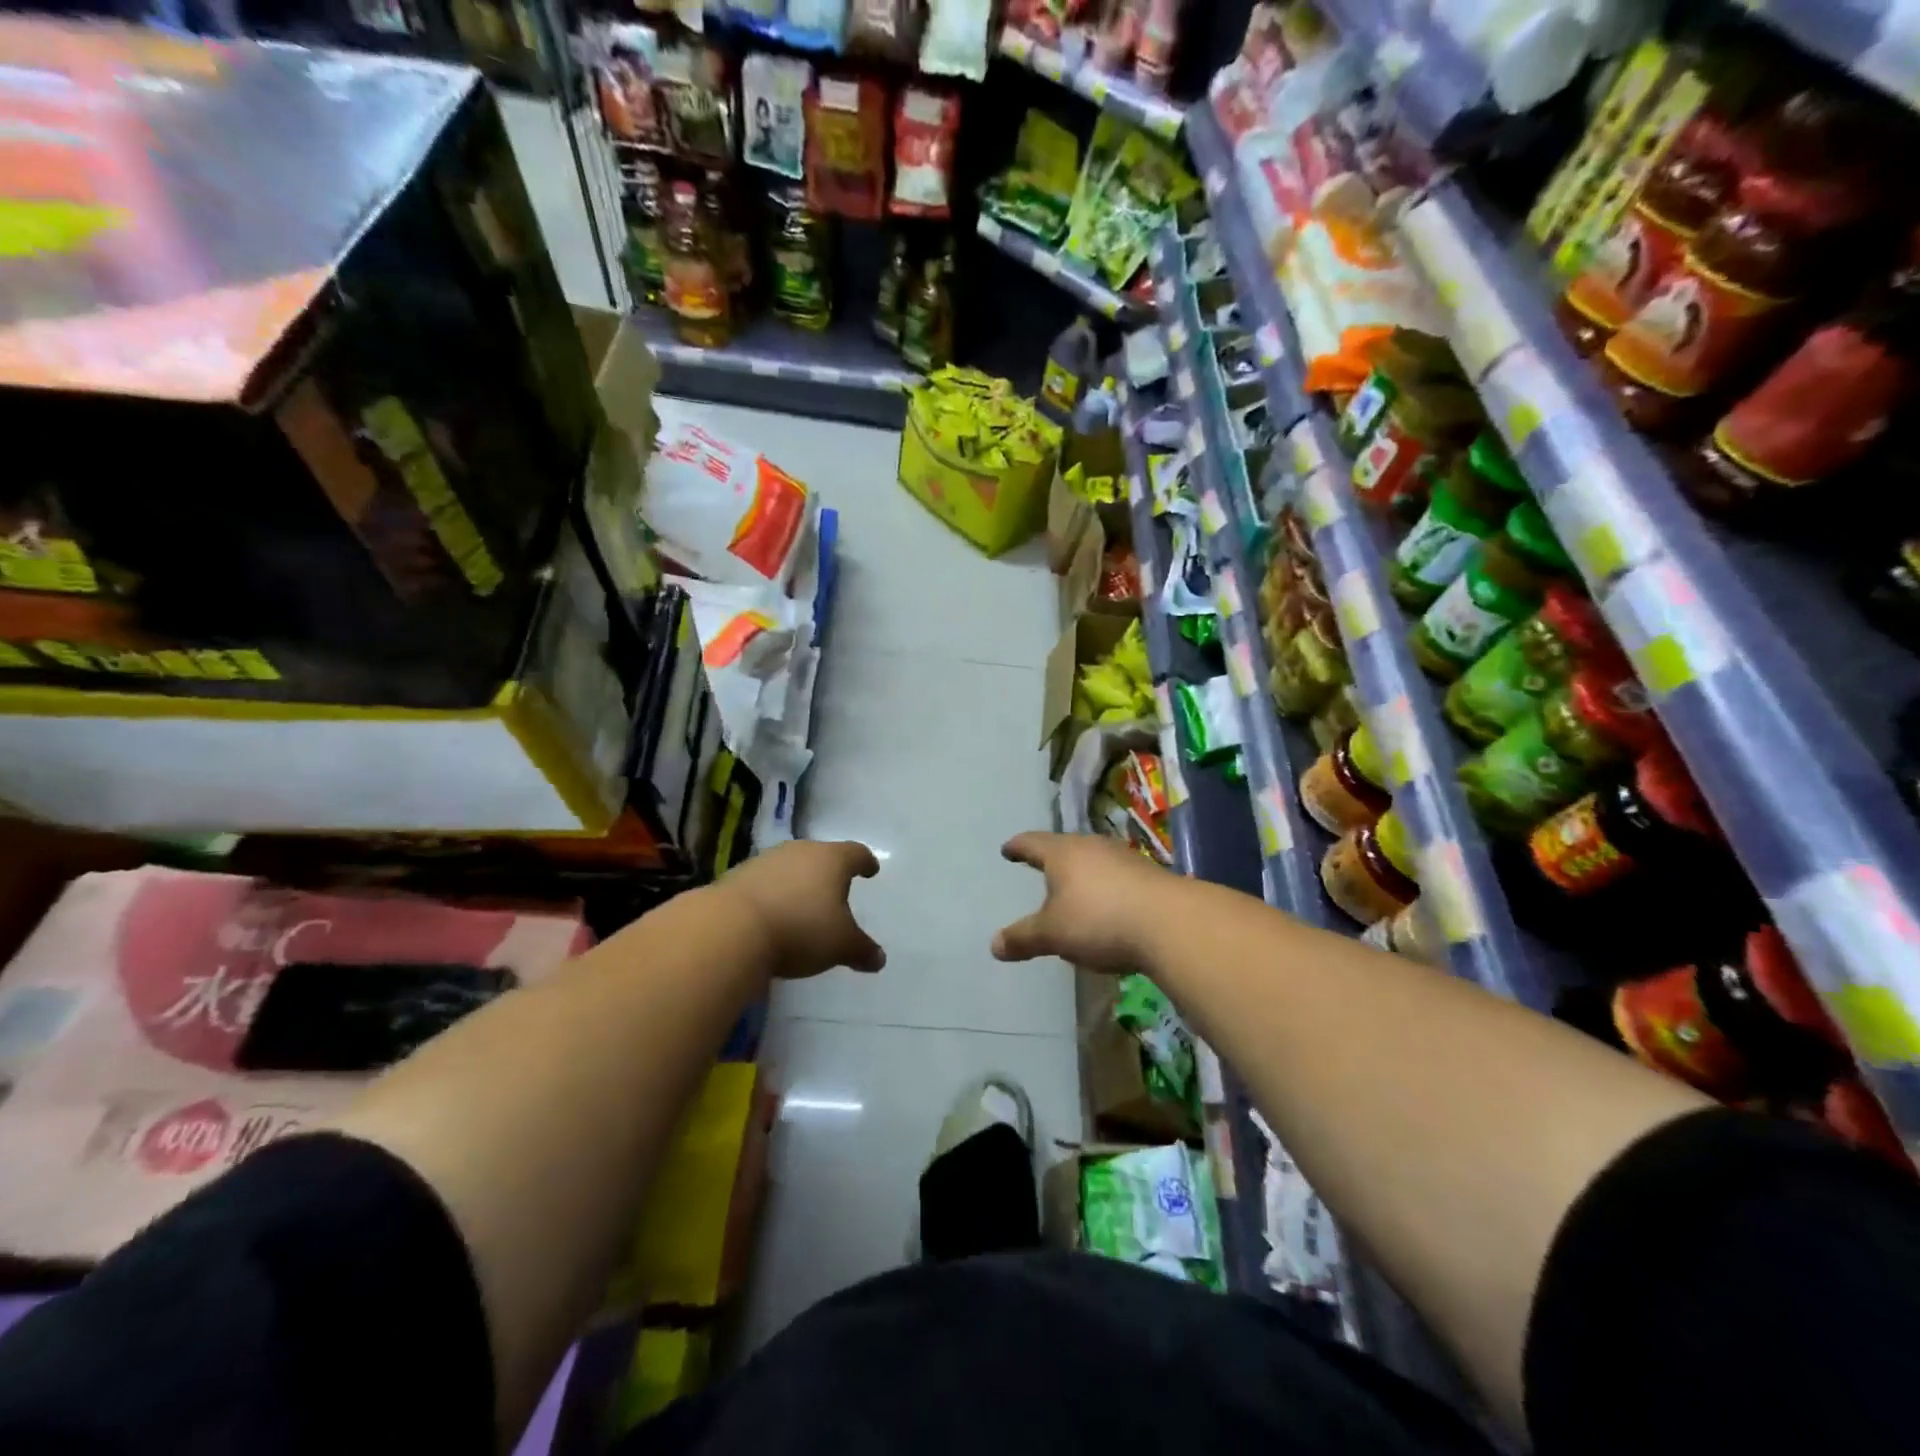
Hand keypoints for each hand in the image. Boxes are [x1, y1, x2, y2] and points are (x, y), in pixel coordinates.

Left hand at [715, 840, 885, 978]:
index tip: (870, 869)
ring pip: (791, 867)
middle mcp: (800, 851)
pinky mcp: (737, 876)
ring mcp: (766, 861)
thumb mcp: (840, 945)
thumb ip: (861, 950)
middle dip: (830, 872)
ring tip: (803, 904)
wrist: (730, 928)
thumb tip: (879, 959)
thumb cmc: (801, 929)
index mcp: (832, 859)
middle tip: (836, 888)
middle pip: (821, 856)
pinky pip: (765, 882)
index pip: (856, 853)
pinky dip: (774, 894)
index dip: (865, 862)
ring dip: (798, 882)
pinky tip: (773, 915)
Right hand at [991, 832, 1169, 974]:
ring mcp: (1124, 858)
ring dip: (1082, 872)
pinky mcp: (1150, 875)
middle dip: (1052, 858)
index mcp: (1063, 852)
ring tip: (1073, 887)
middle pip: (1065, 847)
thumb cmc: (1099, 920)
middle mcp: (1092, 846)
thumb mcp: (1053, 934)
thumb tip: (994, 945)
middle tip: (1040, 866)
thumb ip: (1023, 938)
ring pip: (1094, 860)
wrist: (1171, 923)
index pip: (1033, 843)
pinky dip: (1105, 887)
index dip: (1018, 847)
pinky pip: (1117, 876)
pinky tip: (1108, 905)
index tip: (1008, 849)